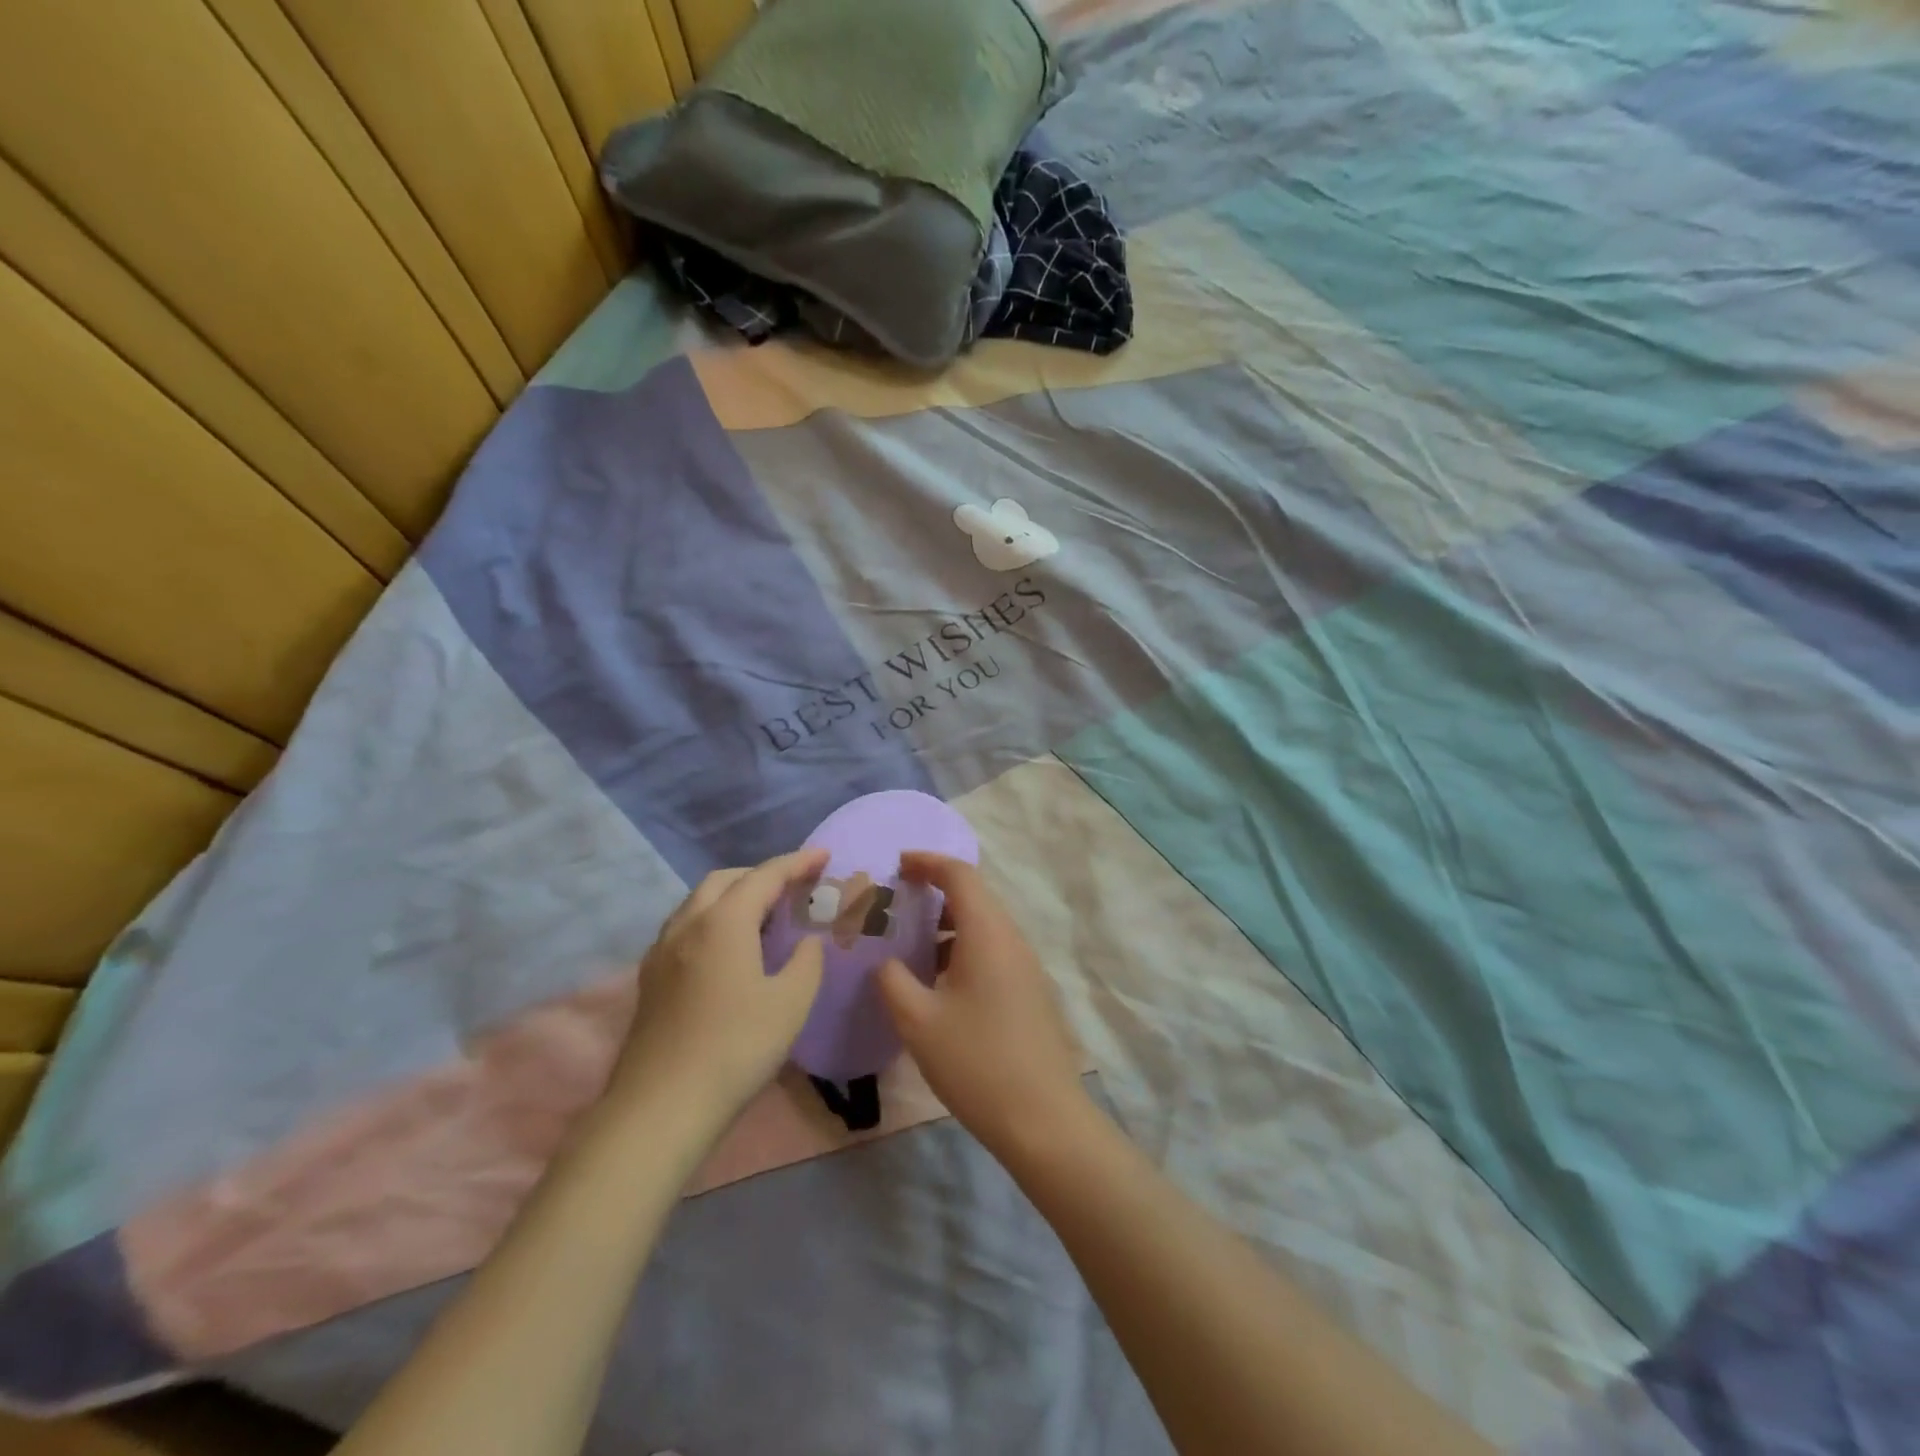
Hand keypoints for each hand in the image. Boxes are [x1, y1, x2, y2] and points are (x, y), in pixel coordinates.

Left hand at [609, 849, 828, 1129]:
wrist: (660, 1107)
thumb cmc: (736, 1047)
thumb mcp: (791, 1002)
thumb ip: (807, 962)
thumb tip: (807, 943)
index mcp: (724, 922)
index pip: (764, 876)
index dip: (796, 862)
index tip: (823, 855)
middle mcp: (687, 925)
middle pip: (724, 880)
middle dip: (760, 875)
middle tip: (792, 887)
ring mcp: (662, 952)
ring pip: (698, 902)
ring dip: (732, 896)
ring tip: (762, 915)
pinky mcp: (650, 979)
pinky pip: (685, 928)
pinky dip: (712, 920)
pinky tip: (726, 950)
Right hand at [878, 853, 1089, 1158]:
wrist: (1043, 1119)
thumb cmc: (977, 1062)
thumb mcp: (919, 1022)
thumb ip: (893, 981)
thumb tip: (884, 961)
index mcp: (988, 933)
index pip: (960, 875)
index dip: (927, 861)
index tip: (897, 864)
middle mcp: (1012, 939)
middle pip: (974, 897)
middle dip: (933, 893)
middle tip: (895, 906)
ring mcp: (1026, 966)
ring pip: (983, 926)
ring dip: (946, 926)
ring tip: (910, 946)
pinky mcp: (1030, 991)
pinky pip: (992, 951)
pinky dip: (962, 950)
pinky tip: (938, 983)